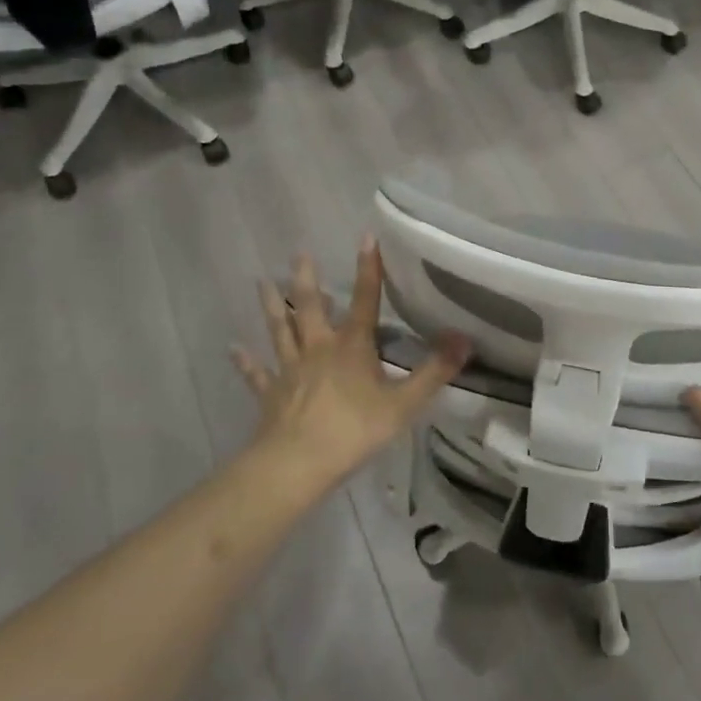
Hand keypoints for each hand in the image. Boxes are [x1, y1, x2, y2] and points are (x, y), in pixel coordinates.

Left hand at [233, 238, 468, 494]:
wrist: (298, 464)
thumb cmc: (354, 429)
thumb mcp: (405, 402)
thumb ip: (435, 371)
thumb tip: (466, 338)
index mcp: (352, 346)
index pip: (365, 299)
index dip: (368, 268)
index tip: (365, 236)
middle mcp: (318, 348)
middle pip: (310, 307)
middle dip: (306, 279)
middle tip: (299, 253)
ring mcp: (290, 370)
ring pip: (280, 331)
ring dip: (272, 306)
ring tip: (261, 282)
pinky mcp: (271, 393)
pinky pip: (257, 373)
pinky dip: (246, 361)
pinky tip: (234, 349)